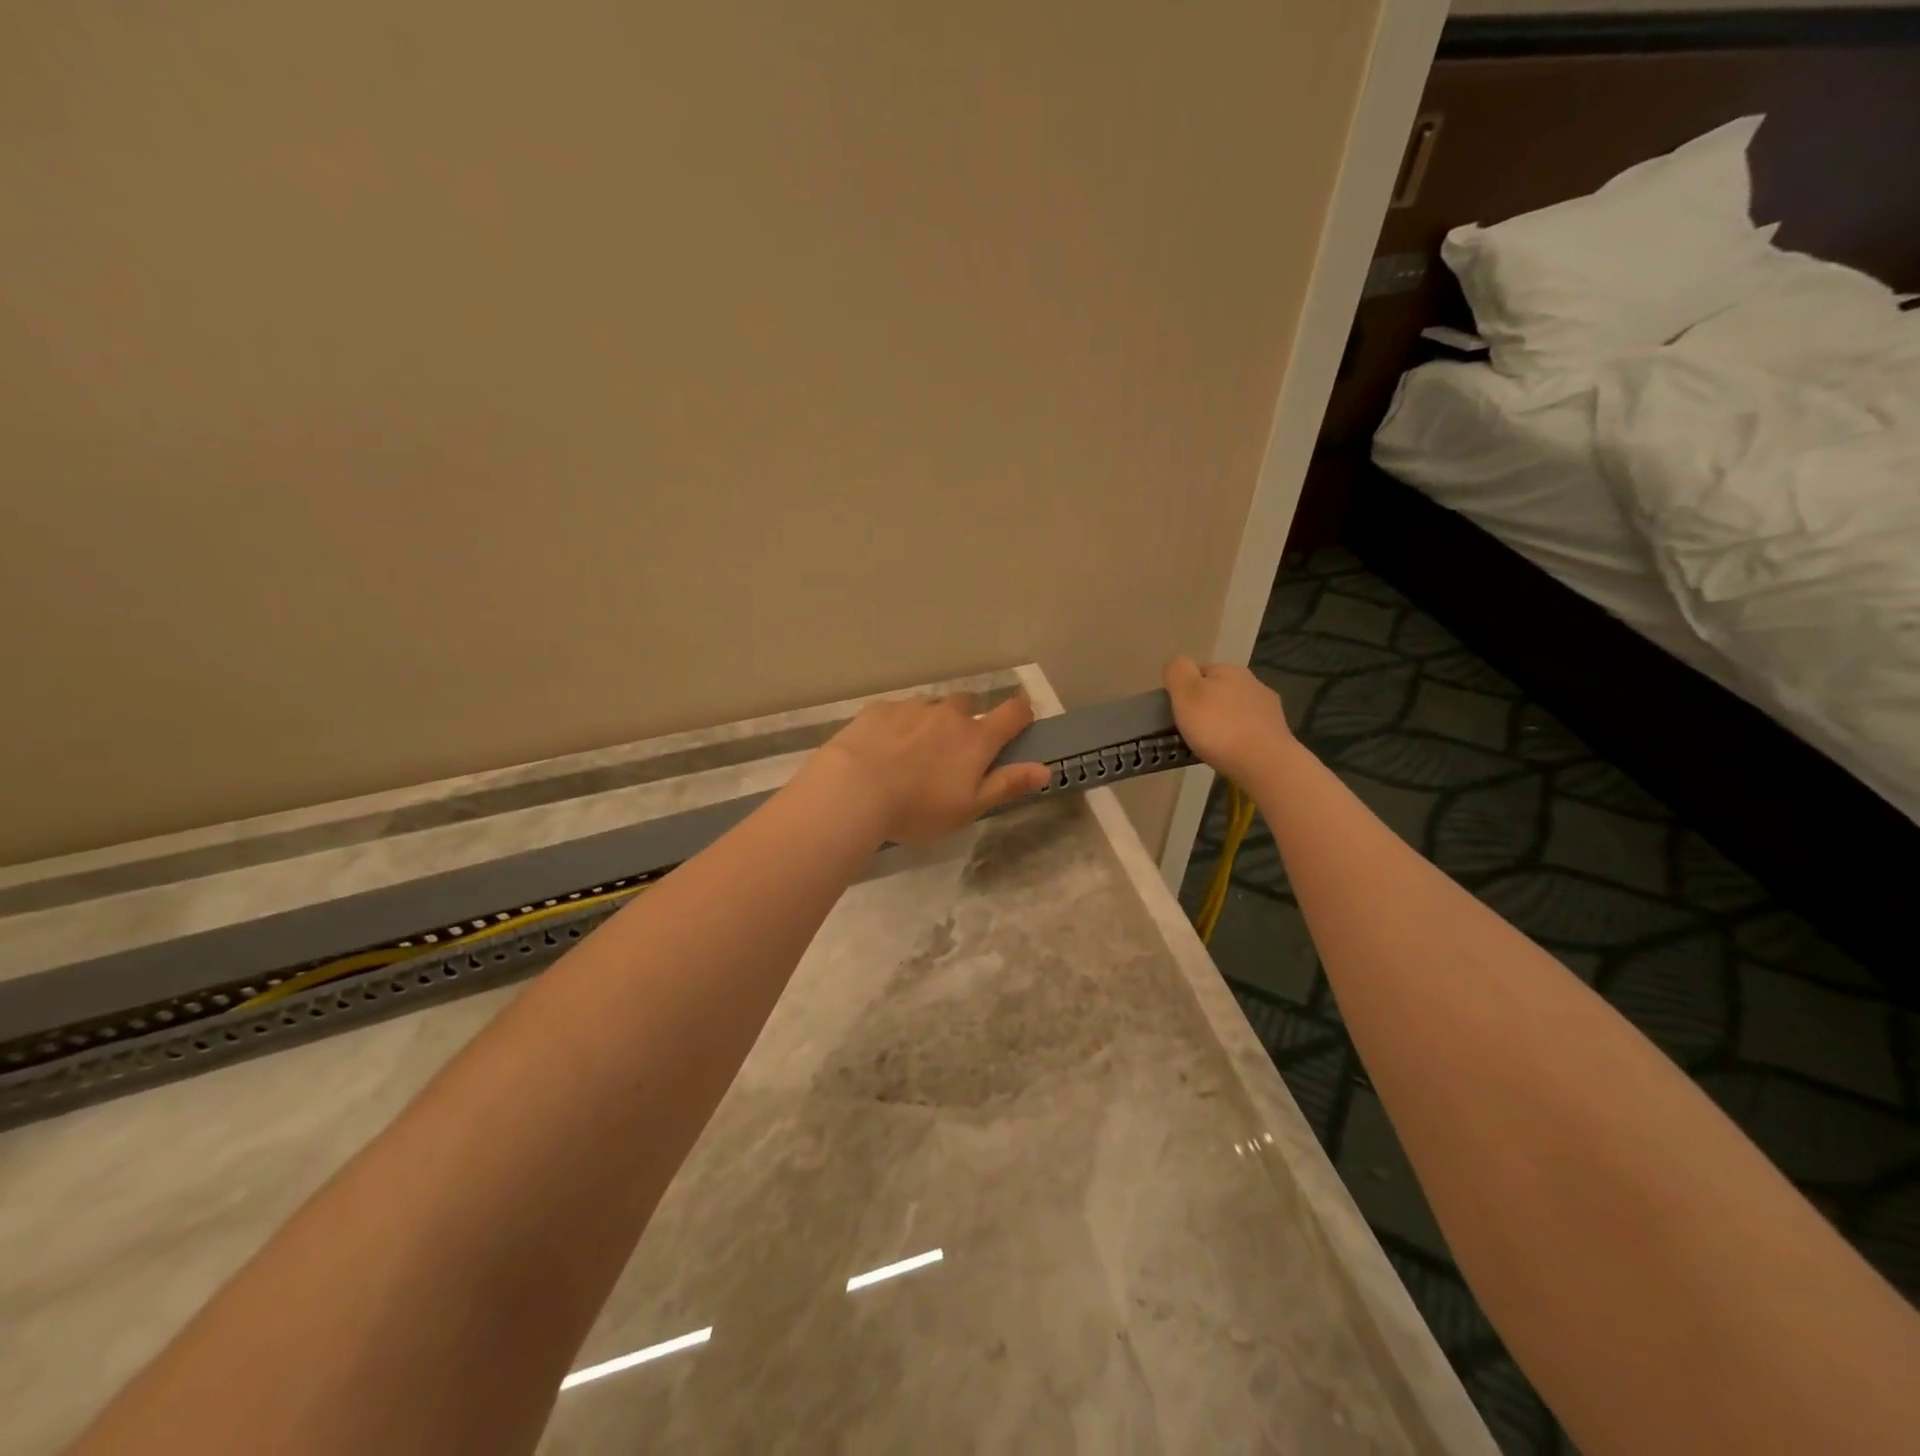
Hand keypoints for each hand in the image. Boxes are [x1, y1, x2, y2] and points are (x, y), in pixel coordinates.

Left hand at [810, 693, 1051, 845]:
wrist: (854, 789)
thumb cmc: (918, 807)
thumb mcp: (969, 807)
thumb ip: (1007, 784)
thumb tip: (1044, 770)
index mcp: (976, 738)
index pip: (1013, 713)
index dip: (1022, 714)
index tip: (1019, 724)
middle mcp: (948, 714)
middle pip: (968, 706)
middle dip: (967, 722)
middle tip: (954, 752)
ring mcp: (912, 707)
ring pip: (931, 708)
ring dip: (931, 724)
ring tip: (912, 754)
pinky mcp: (880, 709)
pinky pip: (898, 712)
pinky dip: (899, 726)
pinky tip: (883, 750)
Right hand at [1163, 657, 1295, 786]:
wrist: (1263, 762)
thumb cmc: (1217, 726)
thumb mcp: (1185, 693)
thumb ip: (1177, 672)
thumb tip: (1177, 664)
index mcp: (1229, 670)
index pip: (1199, 672)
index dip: (1185, 691)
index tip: (1178, 713)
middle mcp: (1252, 682)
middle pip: (1219, 691)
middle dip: (1206, 706)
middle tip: (1191, 730)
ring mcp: (1269, 707)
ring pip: (1236, 711)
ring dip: (1224, 722)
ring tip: (1211, 745)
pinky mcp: (1277, 731)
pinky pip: (1250, 730)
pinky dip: (1239, 738)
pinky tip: (1232, 753)